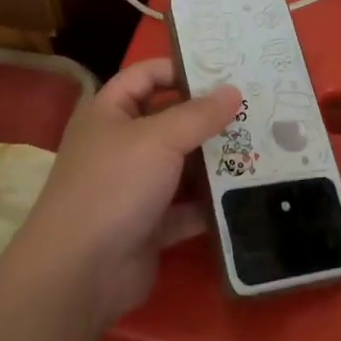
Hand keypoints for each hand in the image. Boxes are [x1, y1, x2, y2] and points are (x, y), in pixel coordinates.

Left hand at [20, 59, 237, 324]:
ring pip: (180, 165)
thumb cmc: (114, 185)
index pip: (145, 76)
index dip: (179, 68)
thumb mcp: (159, 139)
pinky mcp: (149, 226)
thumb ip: (199, 114)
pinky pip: (186, 207)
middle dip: (207, 116)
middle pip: (168, 120)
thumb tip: (234, 91)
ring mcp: (133, 187)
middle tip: (254, 108)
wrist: (80, 273)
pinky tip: (246, 193)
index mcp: (109, 113)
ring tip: (260, 146)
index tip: (223, 70)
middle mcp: (119, 145)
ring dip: (214, 160)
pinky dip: (210, 203)